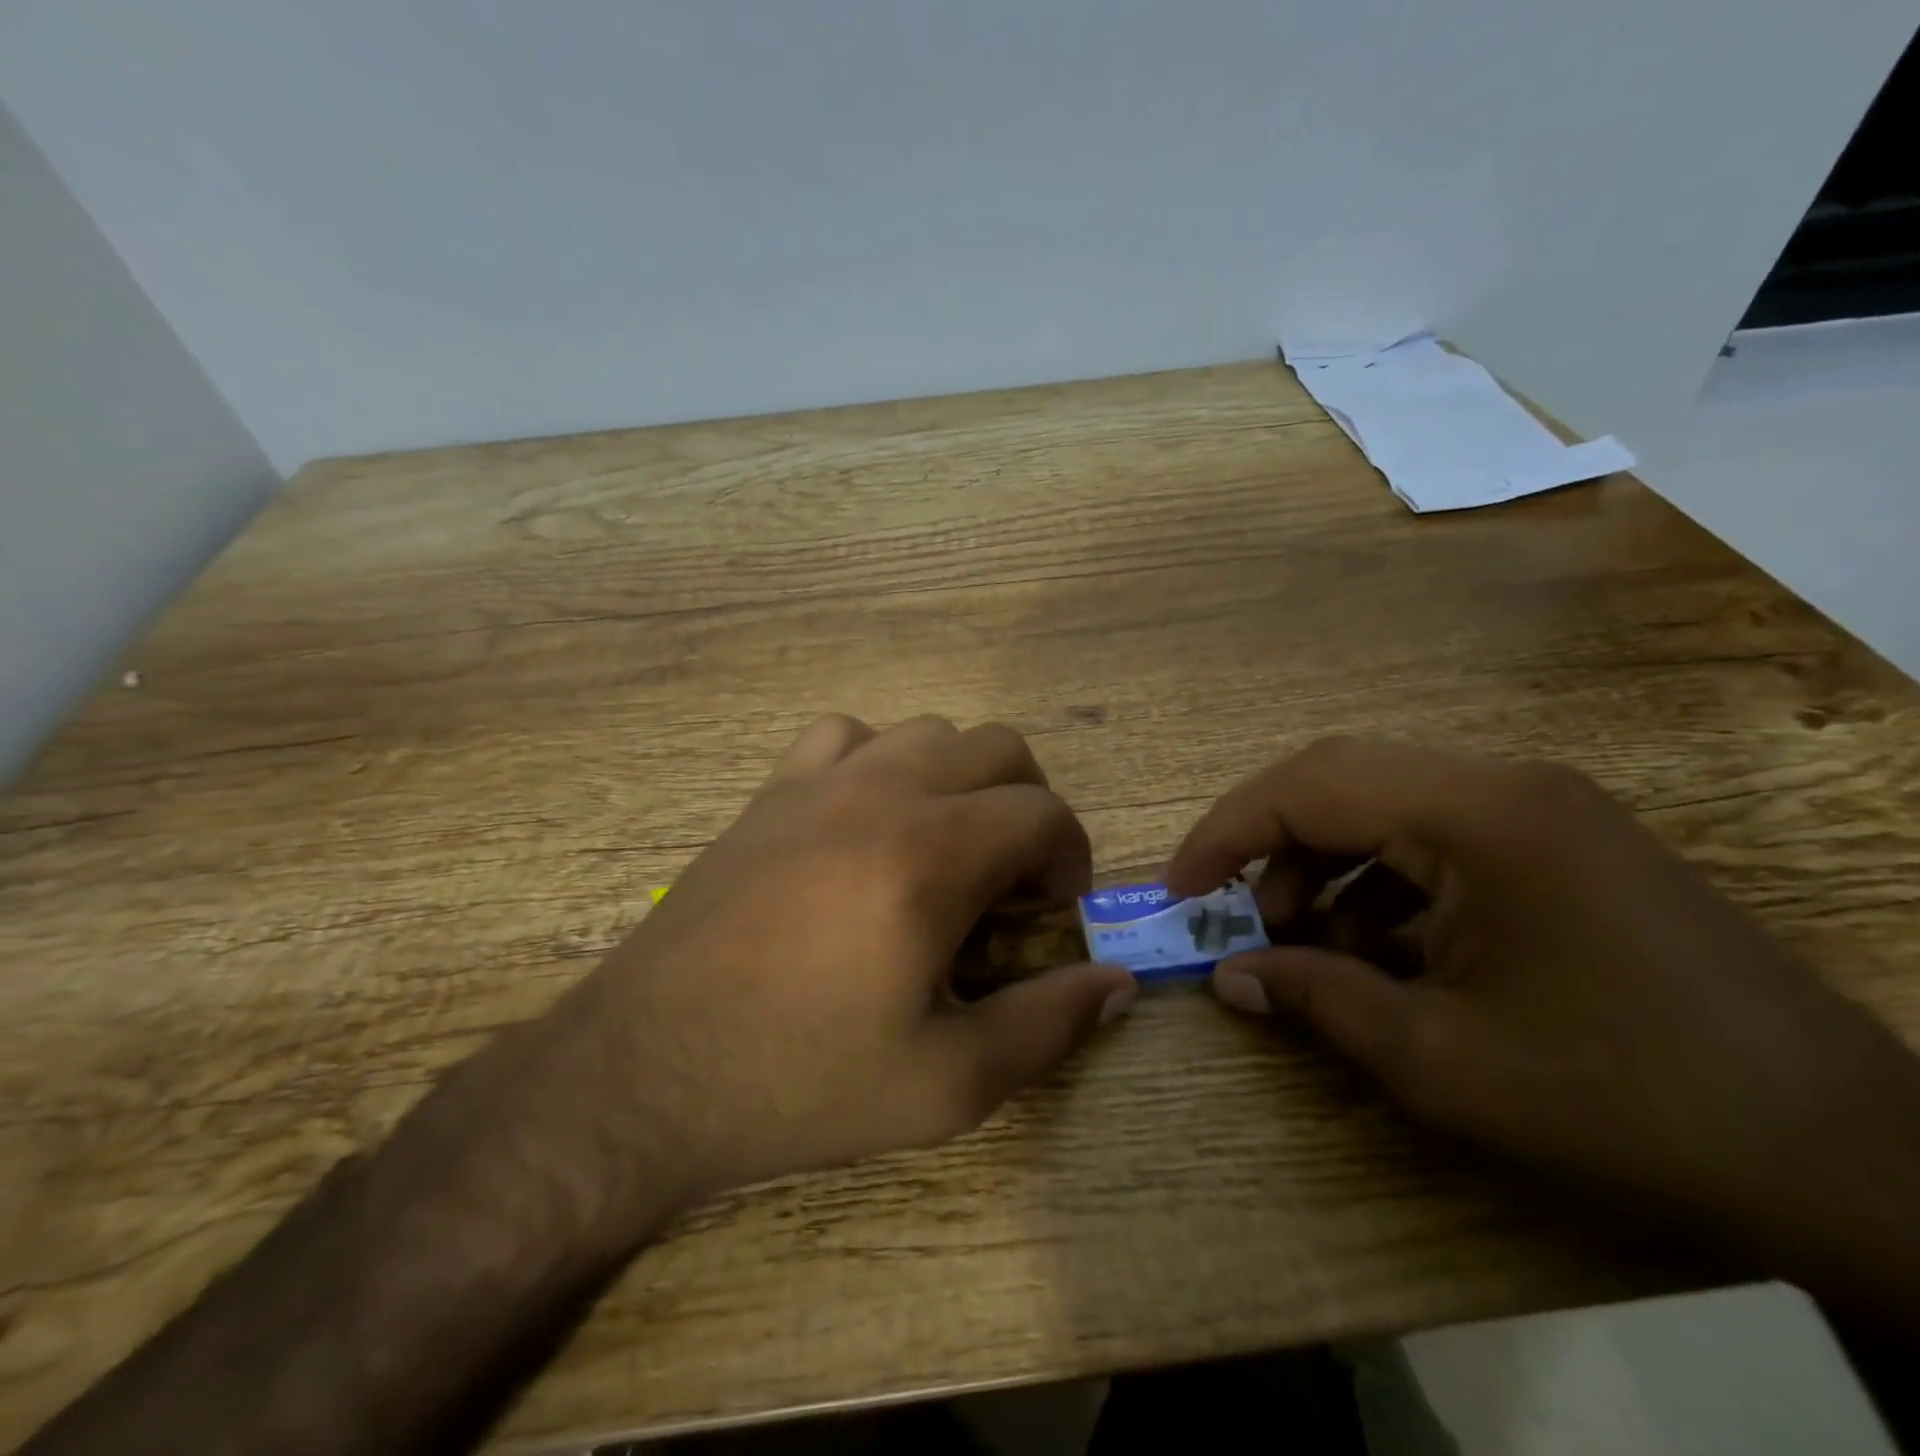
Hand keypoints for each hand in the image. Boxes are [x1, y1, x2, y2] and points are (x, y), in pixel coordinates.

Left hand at [537, 714, 1135, 1221]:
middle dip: (1028, 804)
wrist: (644, 1072)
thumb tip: (1115, 982)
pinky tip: (865, 819)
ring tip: (945, 847)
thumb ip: (1045, 1025)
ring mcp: (818, 781)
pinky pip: (844, 734)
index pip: (1043, 812)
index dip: (1070, 855)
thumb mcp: (945, 1085)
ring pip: (926, 731)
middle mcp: (882, 792)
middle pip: (997, 747)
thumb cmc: (799, 1082)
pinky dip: (878, 759)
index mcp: (932, 855)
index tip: (1053, 910)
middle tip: (1011, 879)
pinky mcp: (769, 792)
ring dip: (959, 778)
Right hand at [1168, 738, 1919, 1307]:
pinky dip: (1382, 887)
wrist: (1859, 1166)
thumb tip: (1229, 978)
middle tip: (1232, 914)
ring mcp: (1541, 810)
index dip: (1224, 835)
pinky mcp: (1563, 845)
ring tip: (1305, 944)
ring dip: (1325, 867)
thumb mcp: (1441, 1060)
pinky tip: (1380, 954)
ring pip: (1384, 808)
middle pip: (1339, 780)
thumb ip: (1316, 1000)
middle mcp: (1506, 785)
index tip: (1178, 892)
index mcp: (1478, 814)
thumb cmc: (1628, 1102)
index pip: (1307, 787)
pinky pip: (1436, 841)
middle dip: (1267, 844)